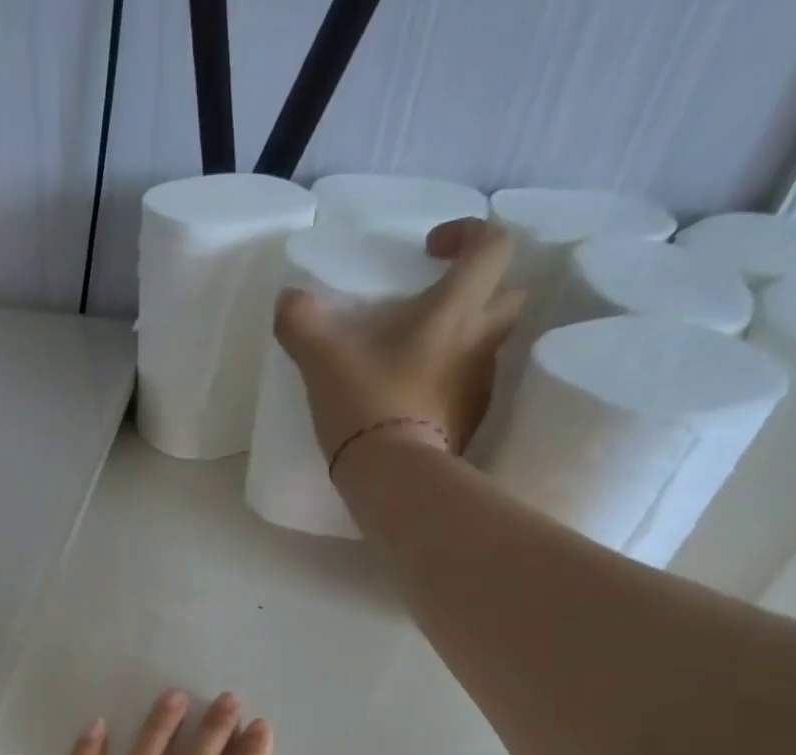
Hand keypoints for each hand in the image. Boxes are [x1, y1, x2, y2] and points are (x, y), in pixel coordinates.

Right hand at [273, 218, 524, 457]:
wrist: (394, 479)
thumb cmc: (368, 404)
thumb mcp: (322, 359)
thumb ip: (302, 321)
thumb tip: (288, 299)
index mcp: (457, 310)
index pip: (493, 245)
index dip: (469, 233)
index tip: (431, 251)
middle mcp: (481, 343)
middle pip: (507, 295)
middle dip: (479, 290)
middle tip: (435, 304)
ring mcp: (479, 389)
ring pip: (487, 346)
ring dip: (460, 341)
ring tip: (414, 358)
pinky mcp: (468, 426)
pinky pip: (466, 390)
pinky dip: (446, 385)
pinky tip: (411, 400)